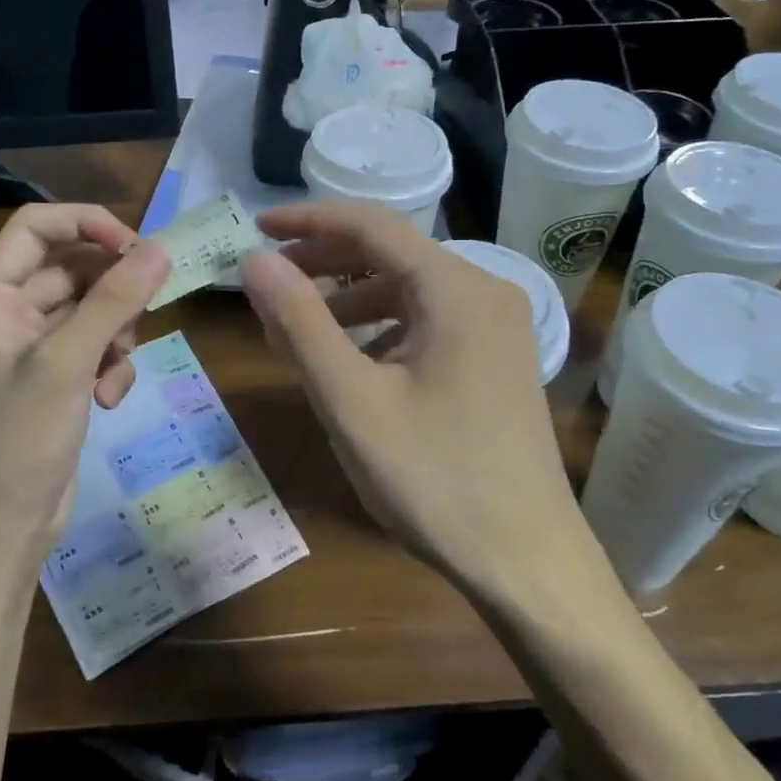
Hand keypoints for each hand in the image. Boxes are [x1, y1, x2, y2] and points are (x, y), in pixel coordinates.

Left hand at [0, 204, 170, 543]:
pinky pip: (95, 345)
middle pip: (74, 267)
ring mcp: (33, 346)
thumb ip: (114, 301)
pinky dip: (111, 364)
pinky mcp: (56, 376)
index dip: (89, 224)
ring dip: (117, 333)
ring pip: (93, 308)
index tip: (138, 247)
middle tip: (146, 310)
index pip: (37, 226)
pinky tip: (110, 398)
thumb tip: (161, 249)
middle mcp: (7, 311)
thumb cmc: (19, 437)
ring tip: (115, 369)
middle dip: (113, 292)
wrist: (3, 525)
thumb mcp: (68, 362)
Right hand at [241, 202, 586, 590]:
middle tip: (267, 281)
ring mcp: (497, 325)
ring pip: (407, 289)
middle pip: (391, 252)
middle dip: (324, 261)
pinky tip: (351, 360)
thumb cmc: (435, 480)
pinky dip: (380, 327)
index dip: (307, 220)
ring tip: (296, 328)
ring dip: (349, 298)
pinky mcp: (496, 357)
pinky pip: (427, 321)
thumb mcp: (352, 402)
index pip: (371, 224)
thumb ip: (300, 324)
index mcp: (456, 288)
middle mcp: (484, 291)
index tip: (253, 226)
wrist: (526, 560)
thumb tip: (254, 261)